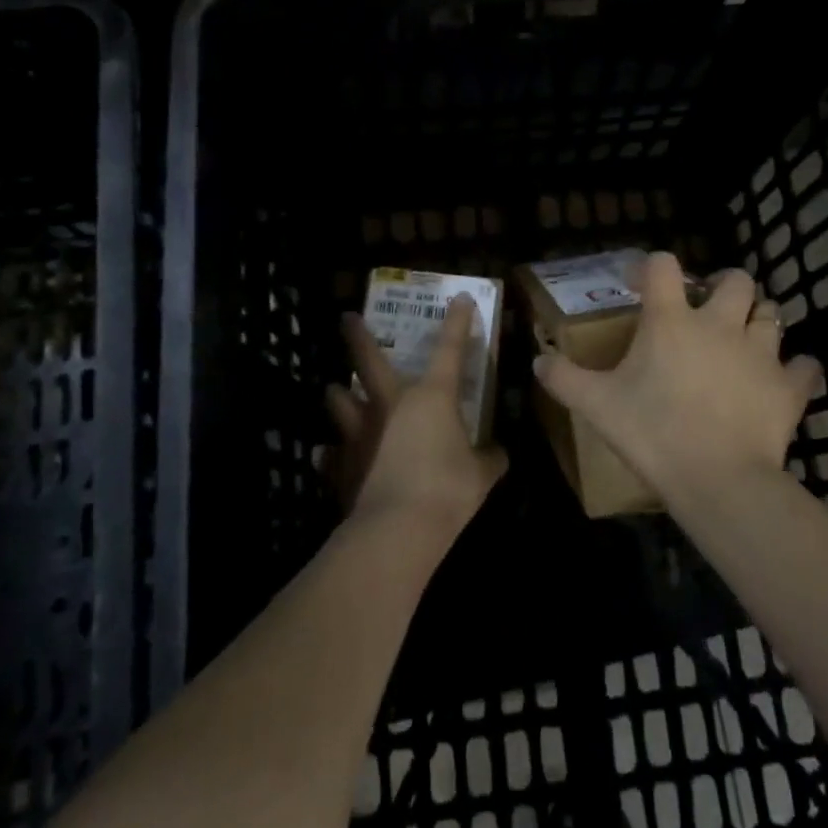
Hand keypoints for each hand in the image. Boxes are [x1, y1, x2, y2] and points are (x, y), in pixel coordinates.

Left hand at [324, 296, 505, 536]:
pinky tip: (328, 455)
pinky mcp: (341, 464)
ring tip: (336, 391)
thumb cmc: (447, 491)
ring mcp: (360, 432)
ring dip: (338, 395)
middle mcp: (391, 404)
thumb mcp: (481, 475)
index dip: (457, 322)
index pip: (449, 350)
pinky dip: (331, 453)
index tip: (459, 297)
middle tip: (346, 318)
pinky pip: (330, 453)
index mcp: (431, 397)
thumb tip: (499, 452)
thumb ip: (491, 458)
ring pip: (339, 401)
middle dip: (357, 336)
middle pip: (368, 360)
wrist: (397, 530)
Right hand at [533, 252, 819, 501]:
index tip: (640, 284)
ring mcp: (761, 353)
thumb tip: (537, 360)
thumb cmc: (652, 433)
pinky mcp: (789, 387)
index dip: (651, 266)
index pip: (663, 266)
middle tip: (710, 307)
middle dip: (725, 286)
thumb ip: (564, 378)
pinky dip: (796, 370)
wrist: (717, 479)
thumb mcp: (596, 406)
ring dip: (760, 320)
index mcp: (672, 321)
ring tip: (745, 339)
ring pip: (773, 314)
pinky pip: (805, 367)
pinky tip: (783, 380)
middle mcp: (720, 324)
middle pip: (737, 279)